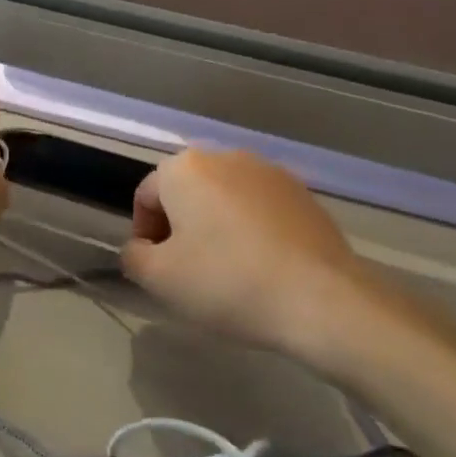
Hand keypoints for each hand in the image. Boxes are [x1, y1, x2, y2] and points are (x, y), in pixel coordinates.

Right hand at [121, 149, 386, 371]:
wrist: (321, 299)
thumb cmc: (226, 282)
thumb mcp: (158, 278)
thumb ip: (133, 256)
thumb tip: (140, 248)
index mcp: (185, 168)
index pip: (146, 197)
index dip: (144, 236)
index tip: (158, 271)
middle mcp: (226, 157)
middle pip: (186, 193)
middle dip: (180, 228)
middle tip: (189, 273)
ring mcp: (270, 173)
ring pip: (224, 200)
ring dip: (216, 229)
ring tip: (228, 272)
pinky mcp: (304, 194)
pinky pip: (259, 210)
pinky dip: (251, 232)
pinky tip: (262, 268)